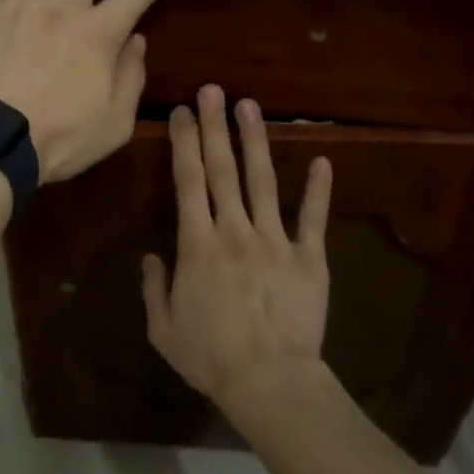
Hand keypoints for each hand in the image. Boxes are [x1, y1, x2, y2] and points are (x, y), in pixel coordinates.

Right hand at [142, 88, 333, 410]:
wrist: (271, 383)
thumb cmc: (211, 357)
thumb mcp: (164, 329)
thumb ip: (154, 289)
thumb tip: (151, 258)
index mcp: (198, 244)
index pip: (188, 182)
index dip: (183, 143)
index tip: (180, 112)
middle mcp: (235, 231)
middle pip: (222, 170)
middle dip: (214, 126)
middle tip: (211, 90)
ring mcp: (275, 241)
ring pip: (263, 182)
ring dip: (255, 141)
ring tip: (250, 106)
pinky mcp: (309, 258)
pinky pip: (312, 219)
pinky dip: (318, 190)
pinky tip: (322, 160)